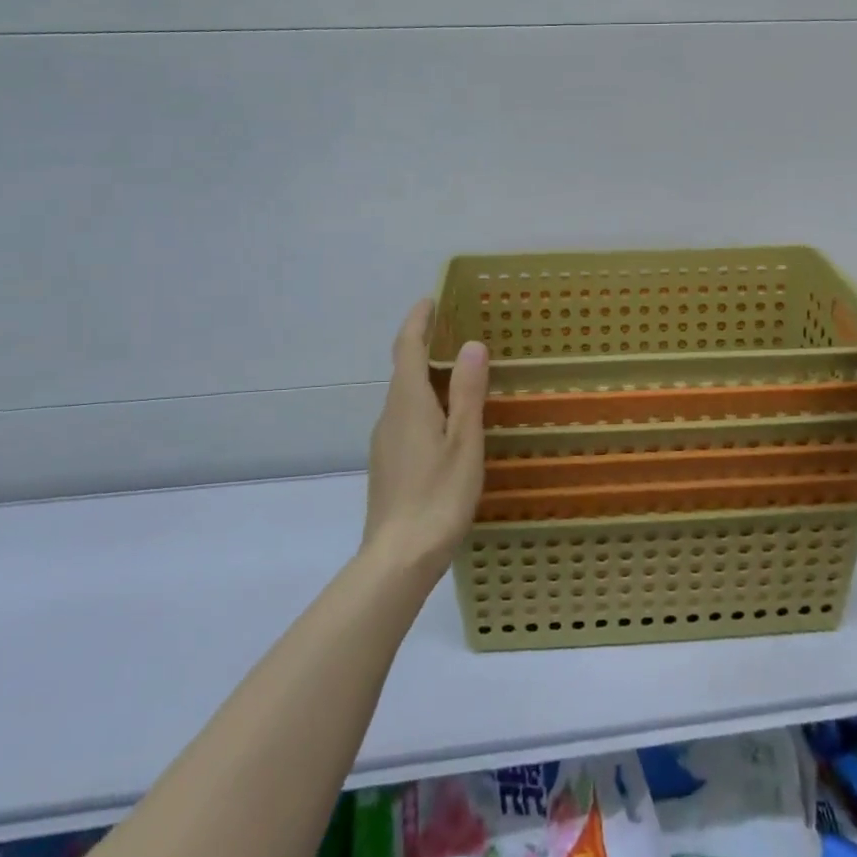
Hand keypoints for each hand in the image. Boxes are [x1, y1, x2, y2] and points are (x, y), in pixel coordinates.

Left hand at [362, 300, 489, 583]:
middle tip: (454, 331)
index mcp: (408, 403)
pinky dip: (425, 402)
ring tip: (458, 372)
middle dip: (424, 345)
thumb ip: (468, 392)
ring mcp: (385, 441)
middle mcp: (390, 415)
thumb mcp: (464, 441)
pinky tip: (447, 421)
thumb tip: (471, 344)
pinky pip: (406, 417)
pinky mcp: (388, 463)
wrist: (398, 557)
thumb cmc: (438, 495)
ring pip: (405, 396)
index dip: (418, 321)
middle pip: (404, 369)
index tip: (430, 299)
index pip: (407, 348)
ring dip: (426, 375)